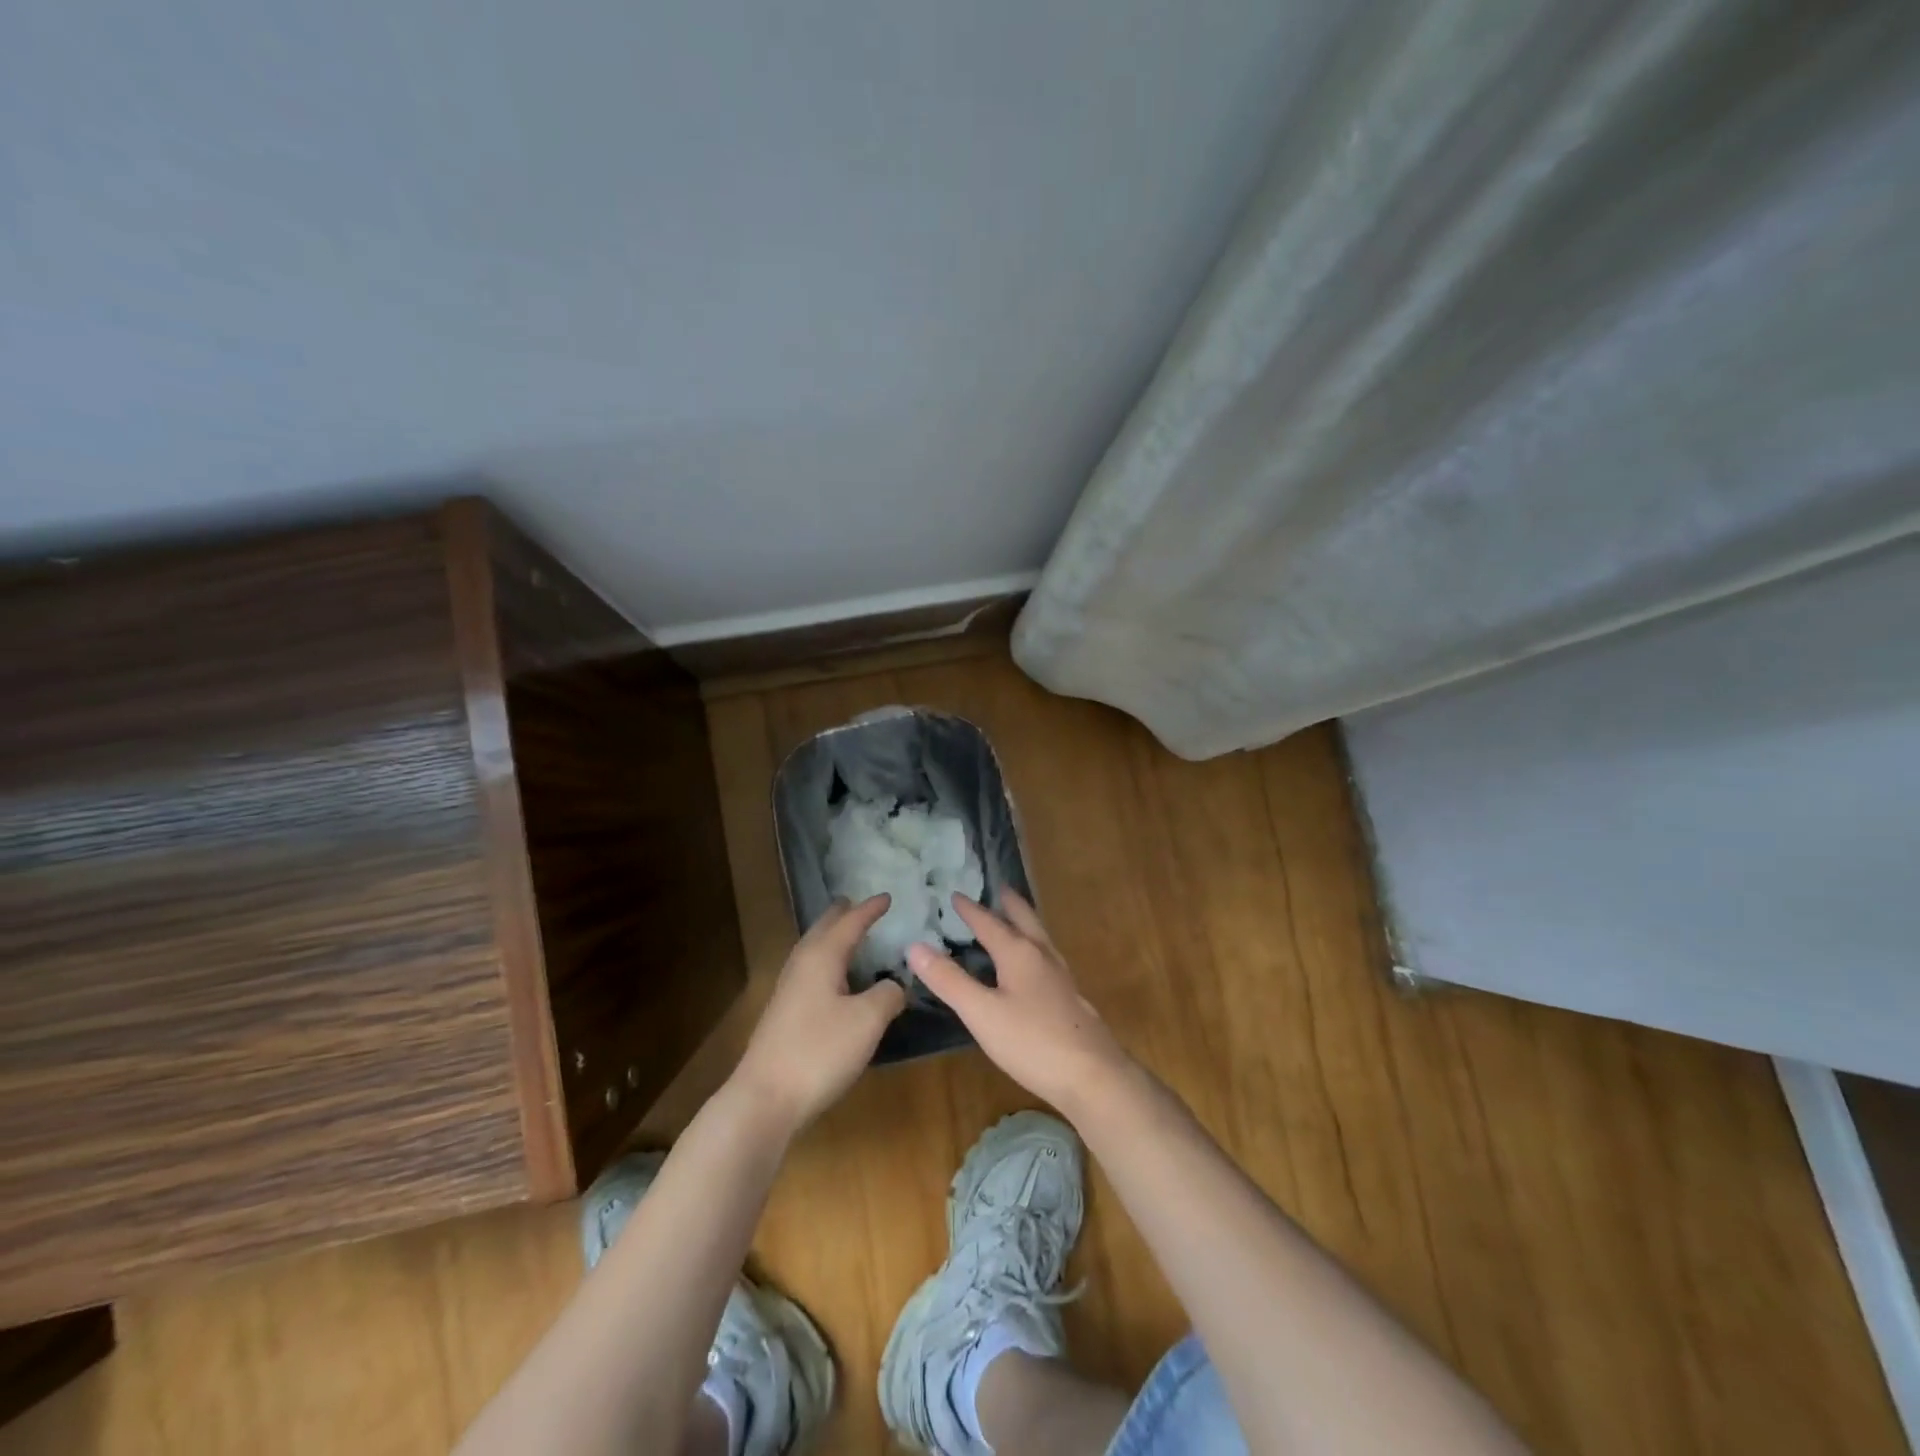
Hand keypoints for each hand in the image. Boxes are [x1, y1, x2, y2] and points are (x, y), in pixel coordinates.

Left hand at [731, 895, 906, 1135]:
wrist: (765, 1099)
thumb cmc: (820, 1051)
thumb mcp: (868, 1021)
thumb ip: (888, 995)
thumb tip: (896, 983)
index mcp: (822, 957)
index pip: (850, 923)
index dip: (870, 909)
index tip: (887, 896)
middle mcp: (801, 966)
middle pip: (823, 930)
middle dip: (842, 915)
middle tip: (856, 903)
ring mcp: (788, 991)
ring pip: (812, 950)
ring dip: (831, 937)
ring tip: (845, 933)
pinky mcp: (784, 1015)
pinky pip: (809, 971)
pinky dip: (825, 961)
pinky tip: (832, 980)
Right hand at [907, 890, 1131, 1115]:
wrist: (1093, 1075)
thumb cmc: (1032, 1041)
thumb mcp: (981, 1013)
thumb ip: (949, 980)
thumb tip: (915, 946)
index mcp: (1019, 953)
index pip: (989, 923)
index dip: (970, 910)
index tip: (955, 894)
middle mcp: (1042, 956)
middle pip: (1025, 920)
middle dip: (1010, 904)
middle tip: (1000, 888)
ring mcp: (1061, 977)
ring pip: (1040, 938)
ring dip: (1025, 922)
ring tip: (1016, 919)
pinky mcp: (1071, 998)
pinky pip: (1048, 958)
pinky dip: (1034, 948)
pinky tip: (1034, 968)